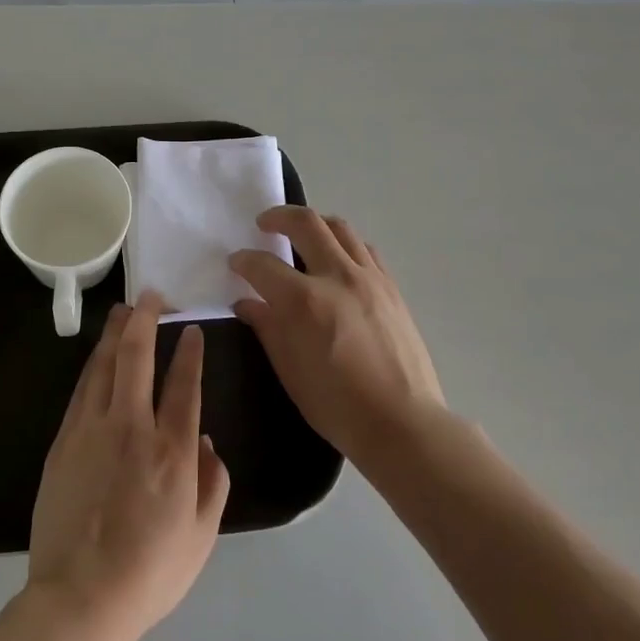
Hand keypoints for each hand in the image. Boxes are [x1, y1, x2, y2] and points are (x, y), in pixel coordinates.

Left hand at [26, 295, 229, 640]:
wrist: (79, 599)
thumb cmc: (149, 572)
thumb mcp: (201, 537)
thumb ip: (213, 483)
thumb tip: (206, 440)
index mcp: (172, 450)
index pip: (184, 383)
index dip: (189, 350)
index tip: (190, 328)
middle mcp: (132, 427)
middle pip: (137, 356)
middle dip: (145, 319)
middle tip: (150, 296)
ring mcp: (92, 430)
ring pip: (104, 364)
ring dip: (115, 333)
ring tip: (123, 311)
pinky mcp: (64, 440)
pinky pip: (82, 389)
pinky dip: (94, 365)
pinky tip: (98, 356)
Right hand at [229, 207, 444, 466]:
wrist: (403, 424)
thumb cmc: (338, 406)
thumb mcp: (290, 371)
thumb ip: (267, 328)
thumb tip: (247, 303)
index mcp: (305, 301)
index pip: (263, 265)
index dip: (243, 261)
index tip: (236, 263)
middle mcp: (337, 277)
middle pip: (305, 223)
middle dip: (278, 216)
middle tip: (264, 223)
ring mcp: (369, 278)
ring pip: (339, 228)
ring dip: (314, 223)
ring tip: (302, 232)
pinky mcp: (391, 287)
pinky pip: (364, 249)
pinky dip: (344, 243)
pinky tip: (338, 258)